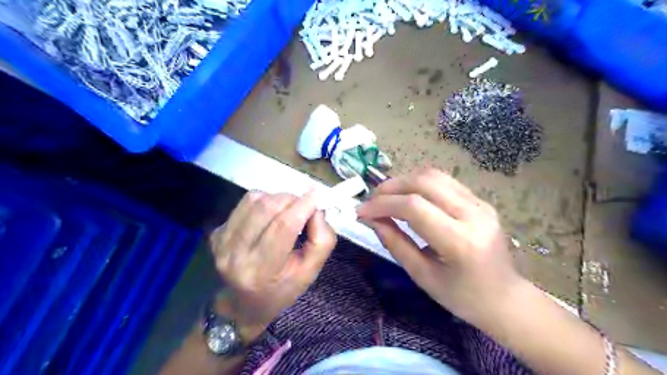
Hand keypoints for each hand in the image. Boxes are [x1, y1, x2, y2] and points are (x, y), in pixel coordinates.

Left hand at [209, 192, 335, 334]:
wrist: (243, 304)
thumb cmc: (281, 289)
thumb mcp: (310, 273)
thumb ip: (322, 241)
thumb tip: (317, 210)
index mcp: (262, 271)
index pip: (283, 226)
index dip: (303, 206)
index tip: (317, 195)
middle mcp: (236, 255)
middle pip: (267, 208)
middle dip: (291, 199)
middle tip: (302, 206)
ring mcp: (222, 242)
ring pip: (254, 200)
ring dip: (277, 198)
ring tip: (286, 210)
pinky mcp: (216, 232)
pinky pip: (244, 203)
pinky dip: (262, 202)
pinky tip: (268, 216)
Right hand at [360, 171, 520, 325]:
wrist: (505, 298)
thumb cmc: (462, 297)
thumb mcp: (422, 276)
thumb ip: (395, 243)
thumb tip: (371, 219)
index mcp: (460, 241)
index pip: (414, 207)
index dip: (383, 204)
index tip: (361, 210)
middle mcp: (474, 214)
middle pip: (424, 182)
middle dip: (391, 187)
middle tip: (372, 200)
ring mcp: (480, 204)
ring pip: (434, 176)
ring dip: (404, 181)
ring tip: (387, 196)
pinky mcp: (480, 200)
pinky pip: (444, 182)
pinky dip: (419, 183)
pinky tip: (408, 196)